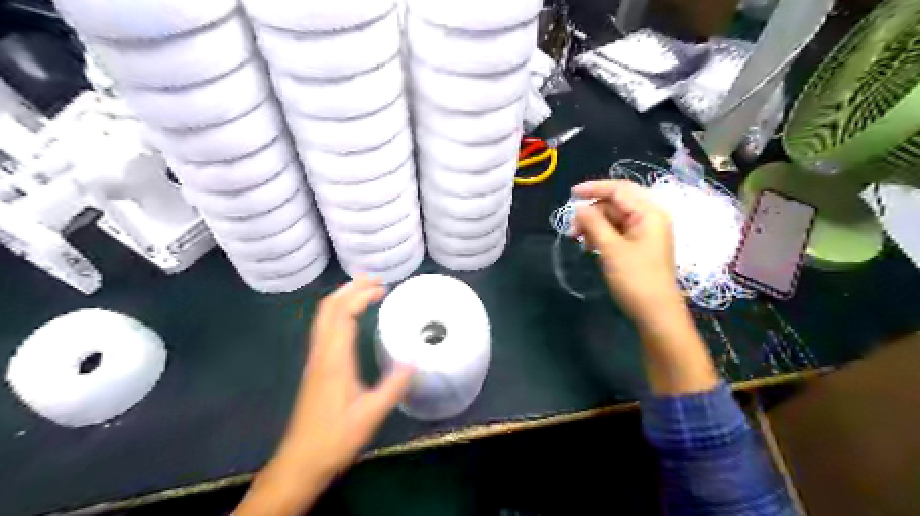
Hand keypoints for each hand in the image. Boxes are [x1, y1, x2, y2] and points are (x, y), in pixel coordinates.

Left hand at [236, 278, 412, 515]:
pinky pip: (323, 327)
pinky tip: (351, 318)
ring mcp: (315, 359)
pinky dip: (338, 311)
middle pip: (328, 308)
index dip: (361, 295)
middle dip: (350, 288)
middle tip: (375, 279)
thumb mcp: (371, 415)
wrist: (301, 461)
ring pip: (322, 316)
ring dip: (342, 297)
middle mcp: (321, 353)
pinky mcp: (315, 367)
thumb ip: (394, 386)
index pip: (342, 314)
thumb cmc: (335, 438)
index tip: (383, 289)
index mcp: (334, 360)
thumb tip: (415, 360)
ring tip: (365, 290)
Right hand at [573, 179, 680, 327]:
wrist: (656, 313)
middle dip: (592, 213)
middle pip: (616, 204)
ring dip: (595, 226)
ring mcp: (645, 233)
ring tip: (580, 241)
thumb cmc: (635, 278)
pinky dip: (602, 236)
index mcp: (649, 213)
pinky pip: (617, 232)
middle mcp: (649, 218)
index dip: (594, 188)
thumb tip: (579, 208)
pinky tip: (591, 248)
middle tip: (573, 230)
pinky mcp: (640, 246)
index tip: (571, 194)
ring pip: (614, 218)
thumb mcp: (611, 249)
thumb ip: (594, 223)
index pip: (619, 189)